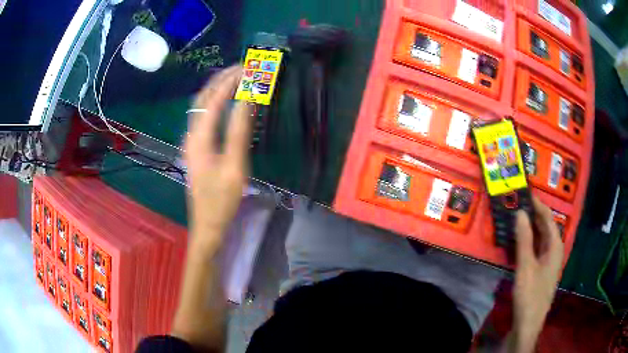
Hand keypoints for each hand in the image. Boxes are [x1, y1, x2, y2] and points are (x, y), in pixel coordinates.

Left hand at [184, 66, 251, 249]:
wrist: (207, 225)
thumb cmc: (222, 200)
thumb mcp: (235, 167)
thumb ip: (240, 131)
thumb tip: (248, 98)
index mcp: (199, 139)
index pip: (214, 99)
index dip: (230, 81)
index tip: (249, 68)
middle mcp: (191, 135)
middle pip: (202, 98)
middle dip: (221, 79)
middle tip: (243, 66)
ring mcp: (191, 142)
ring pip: (201, 106)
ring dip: (217, 88)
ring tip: (236, 77)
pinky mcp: (196, 148)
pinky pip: (203, 116)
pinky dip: (215, 101)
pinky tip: (225, 100)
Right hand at [511, 196, 563, 351]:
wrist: (529, 323)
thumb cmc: (530, 294)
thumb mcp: (526, 266)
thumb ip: (524, 239)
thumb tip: (520, 212)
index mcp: (555, 245)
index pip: (547, 217)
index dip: (537, 204)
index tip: (524, 192)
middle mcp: (555, 249)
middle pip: (545, 226)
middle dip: (533, 214)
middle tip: (517, 204)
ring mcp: (549, 260)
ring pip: (541, 238)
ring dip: (530, 227)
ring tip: (516, 218)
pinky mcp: (542, 269)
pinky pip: (537, 248)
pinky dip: (529, 241)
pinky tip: (519, 241)